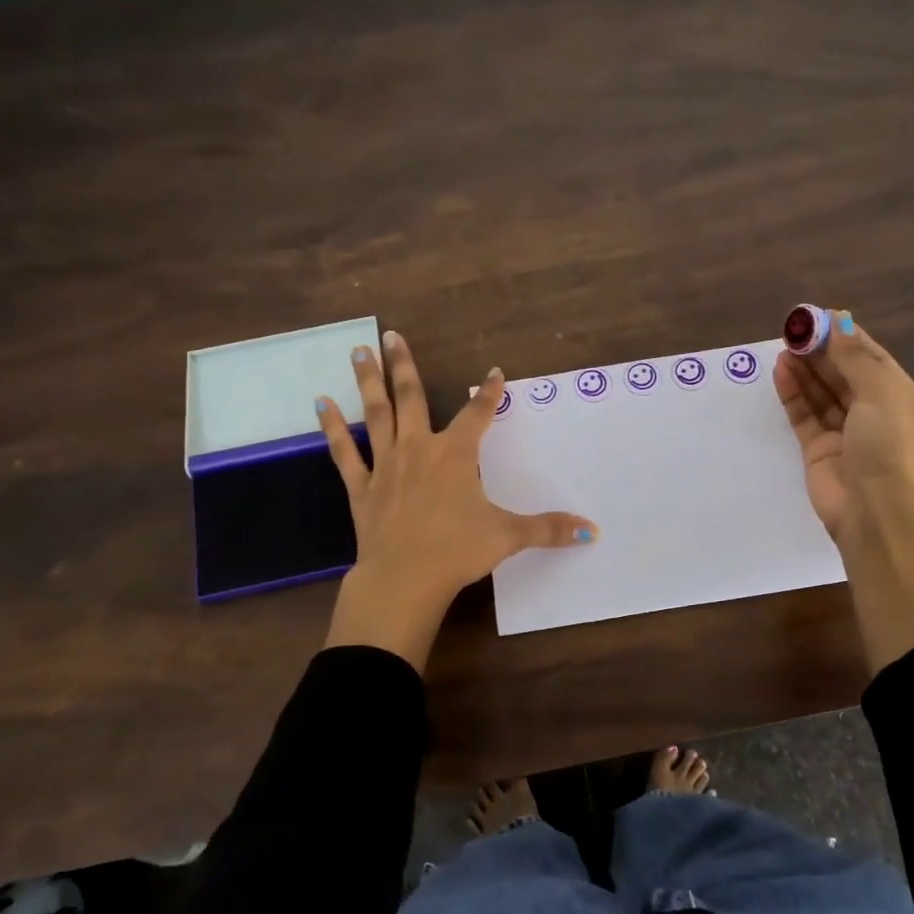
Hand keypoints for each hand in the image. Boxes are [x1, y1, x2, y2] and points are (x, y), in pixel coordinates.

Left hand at [316, 330, 597, 670]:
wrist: (404, 579)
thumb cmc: (458, 551)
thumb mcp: (508, 536)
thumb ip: (549, 529)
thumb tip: (593, 531)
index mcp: (455, 455)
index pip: (477, 414)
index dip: (489, 393)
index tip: (495, 372)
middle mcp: (419, 449)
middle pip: (411, 398)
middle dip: (404, 365)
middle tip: (391, 335)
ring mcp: (386, 465)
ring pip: (376, 414)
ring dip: (368, 381)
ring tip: (358, 350)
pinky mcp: (362, 487)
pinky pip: (345, 451)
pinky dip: (333, 427)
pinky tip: (320, 404)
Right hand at [773, 311, 913, 554]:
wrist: (875, 513)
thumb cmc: (889, 447)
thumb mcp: (881, 394)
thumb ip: (855, 358)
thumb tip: (838, 322)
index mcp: (902, 400)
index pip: (872, 359)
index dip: (845, 337)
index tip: (818, 317)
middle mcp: (876, 415)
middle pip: (844, 374)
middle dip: (821, 351)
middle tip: (793, 330)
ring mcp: (845, 434)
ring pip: (822, 394)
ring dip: (804, 369)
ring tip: (783, 346)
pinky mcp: (818, 450)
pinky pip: (804, 415)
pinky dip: (793, 393)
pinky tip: (780, 372)